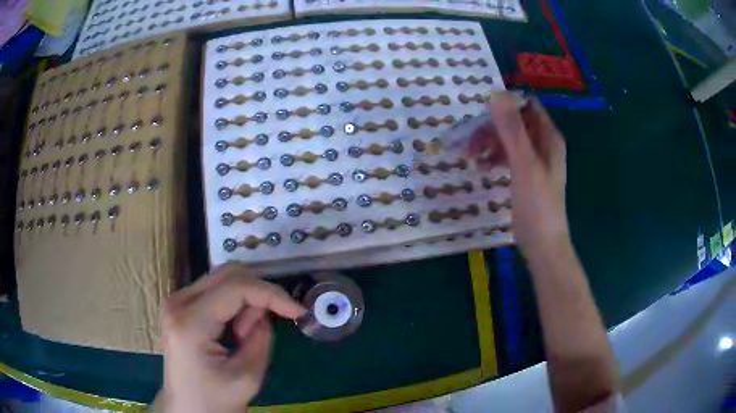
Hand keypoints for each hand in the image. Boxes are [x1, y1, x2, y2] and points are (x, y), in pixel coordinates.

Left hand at [159, 264, 304, 412]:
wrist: (189, 409)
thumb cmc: (216, 400)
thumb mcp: (247, 377)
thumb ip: (261, 338)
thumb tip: (264, 313)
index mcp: (189, 324)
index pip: (235, 287)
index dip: (271, 293)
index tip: (297, 310)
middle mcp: (177, 303)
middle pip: (227, 274)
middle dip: (258, 294)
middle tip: (263, 327)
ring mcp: (175, 301)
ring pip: (222, 278)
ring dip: (245, 300)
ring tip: (243, 335)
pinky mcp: (180, 305)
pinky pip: (215, 290)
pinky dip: (234, 303)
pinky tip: (234, 330)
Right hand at [469, 92, 568, 258]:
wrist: (543, 244)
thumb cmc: (537, 205)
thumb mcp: (524, 164)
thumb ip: (511, 129)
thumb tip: (495, 94)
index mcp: (548, 137)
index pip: (527, 105)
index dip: (505, 105)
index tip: (482, 116)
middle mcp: (543, 144)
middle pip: (515, 122)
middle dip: (491, 127)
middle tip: (470, 143)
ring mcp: (535, 160)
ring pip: (509, 139)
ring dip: (490, 143)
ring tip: (472, 157)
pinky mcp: (526, 175)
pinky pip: (508, 156)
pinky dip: (495, 157)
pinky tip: (483, 168)